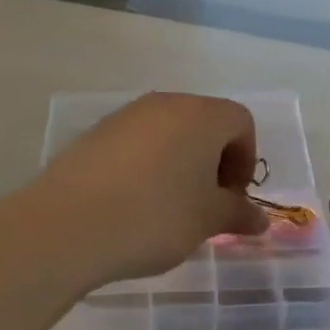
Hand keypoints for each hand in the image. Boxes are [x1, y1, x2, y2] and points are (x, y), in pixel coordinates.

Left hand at [26, 93, 269, 289]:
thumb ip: (238, 213)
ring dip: (179, 163)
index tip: (231, 197)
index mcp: (202, 115)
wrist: (69, 225)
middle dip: (214, 161)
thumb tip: (260, 220)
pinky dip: (146, 166)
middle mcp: (165, 104)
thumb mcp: (207, 220)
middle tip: (205, 204)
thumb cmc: (156, 216)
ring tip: (168, 207)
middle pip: (204, 123)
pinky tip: (133, 203)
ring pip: (169, 132)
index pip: (241, 122)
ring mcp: (126, 116)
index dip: (245, 159)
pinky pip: (136, 144)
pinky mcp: (95, 134)